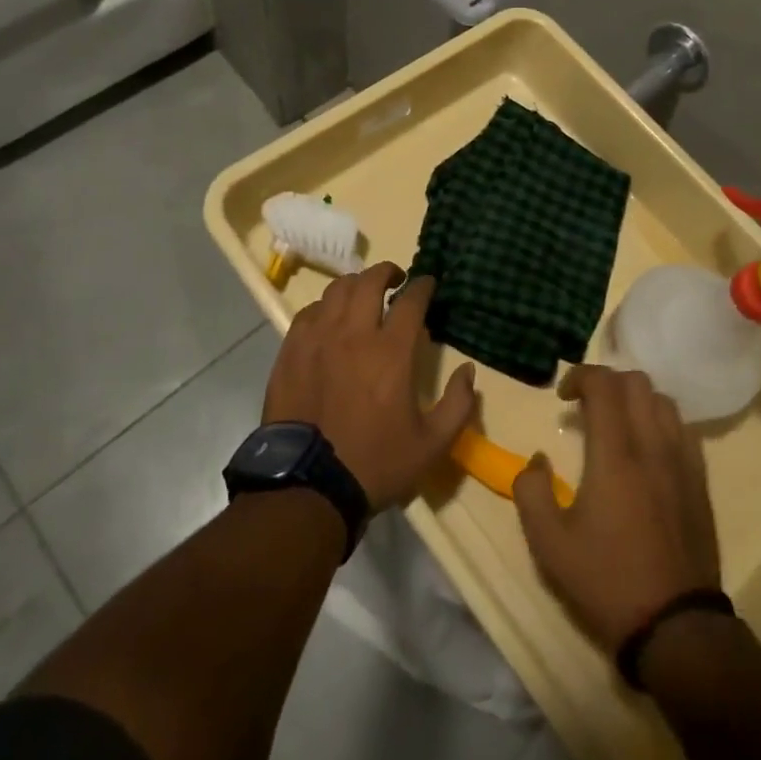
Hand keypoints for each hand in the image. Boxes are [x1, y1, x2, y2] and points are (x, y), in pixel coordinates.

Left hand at [264, 264, 477, 511]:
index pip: (410, 300)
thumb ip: (458, 405)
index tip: (428, 282)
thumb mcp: (432, 445)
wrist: (308, 487)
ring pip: (336, 291)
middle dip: (387, 272)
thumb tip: (469, 371)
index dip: (423, 286)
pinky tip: (330, 318)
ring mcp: (317, 340)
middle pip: (369, 282)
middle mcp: (353, 334)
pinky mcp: (291, 352)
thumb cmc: (375, 464)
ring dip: (355, 285)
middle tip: (396, 278)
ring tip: (363, 293)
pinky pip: (309, 313)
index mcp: (390, 351)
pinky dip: (325, 307)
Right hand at [515, 365, 721, 649]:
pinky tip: (646, 449)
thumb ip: (531, 491)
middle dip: (607, 382)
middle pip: (636, 382)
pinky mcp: (699, 482)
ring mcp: (682, 462)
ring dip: (635, 399)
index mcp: (616, 454)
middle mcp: (653, 445)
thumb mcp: (549, 545)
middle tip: (586, 407)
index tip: (562, 396)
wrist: (675, 627)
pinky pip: (683, 429)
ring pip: (663, 401)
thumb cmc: (607, 581)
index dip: (580, 376)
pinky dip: (660, 422)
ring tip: (616, 424)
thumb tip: (538, 460)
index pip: (604, 384)